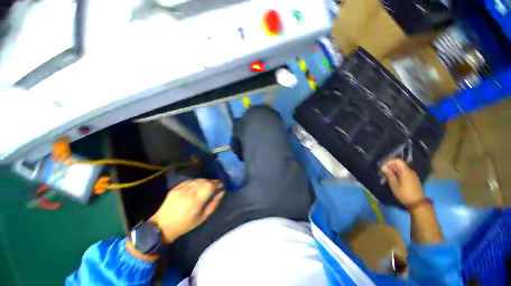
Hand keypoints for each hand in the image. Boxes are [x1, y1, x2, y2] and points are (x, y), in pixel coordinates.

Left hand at [150, 179, 224, 243]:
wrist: (162, 226)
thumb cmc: (185, 224)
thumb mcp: (203, 217)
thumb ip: (214, 203)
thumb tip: (221, 192)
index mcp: (196, 201)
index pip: (209, 185)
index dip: (217, 183)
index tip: (221, 185)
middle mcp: (188, 192)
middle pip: (204, 181)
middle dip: (212, 182)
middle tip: (215, 186)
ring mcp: (181, 189)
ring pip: (197, 179)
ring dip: (204, 181)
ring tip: (206, 186)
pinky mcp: (175, 188)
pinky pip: (189, 181)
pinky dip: (196, 182)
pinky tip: (196, 187)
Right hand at [381, 159, 424, 204]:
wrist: (418, 203)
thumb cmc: (404, 194)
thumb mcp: (394, 185)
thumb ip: (389, 175)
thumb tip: (383, 167)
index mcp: (405, 171)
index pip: (397, 160)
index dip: (389, 162)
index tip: (383, 167)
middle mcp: (410, 171)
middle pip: (399, 164)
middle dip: (390, 167)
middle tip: (384, 173)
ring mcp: (413, 175)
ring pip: (401, 168)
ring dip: (394, 171)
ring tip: (388, 177)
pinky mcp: (413, 179)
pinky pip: (404, 172)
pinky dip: (398, 174)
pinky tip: (395, 180)